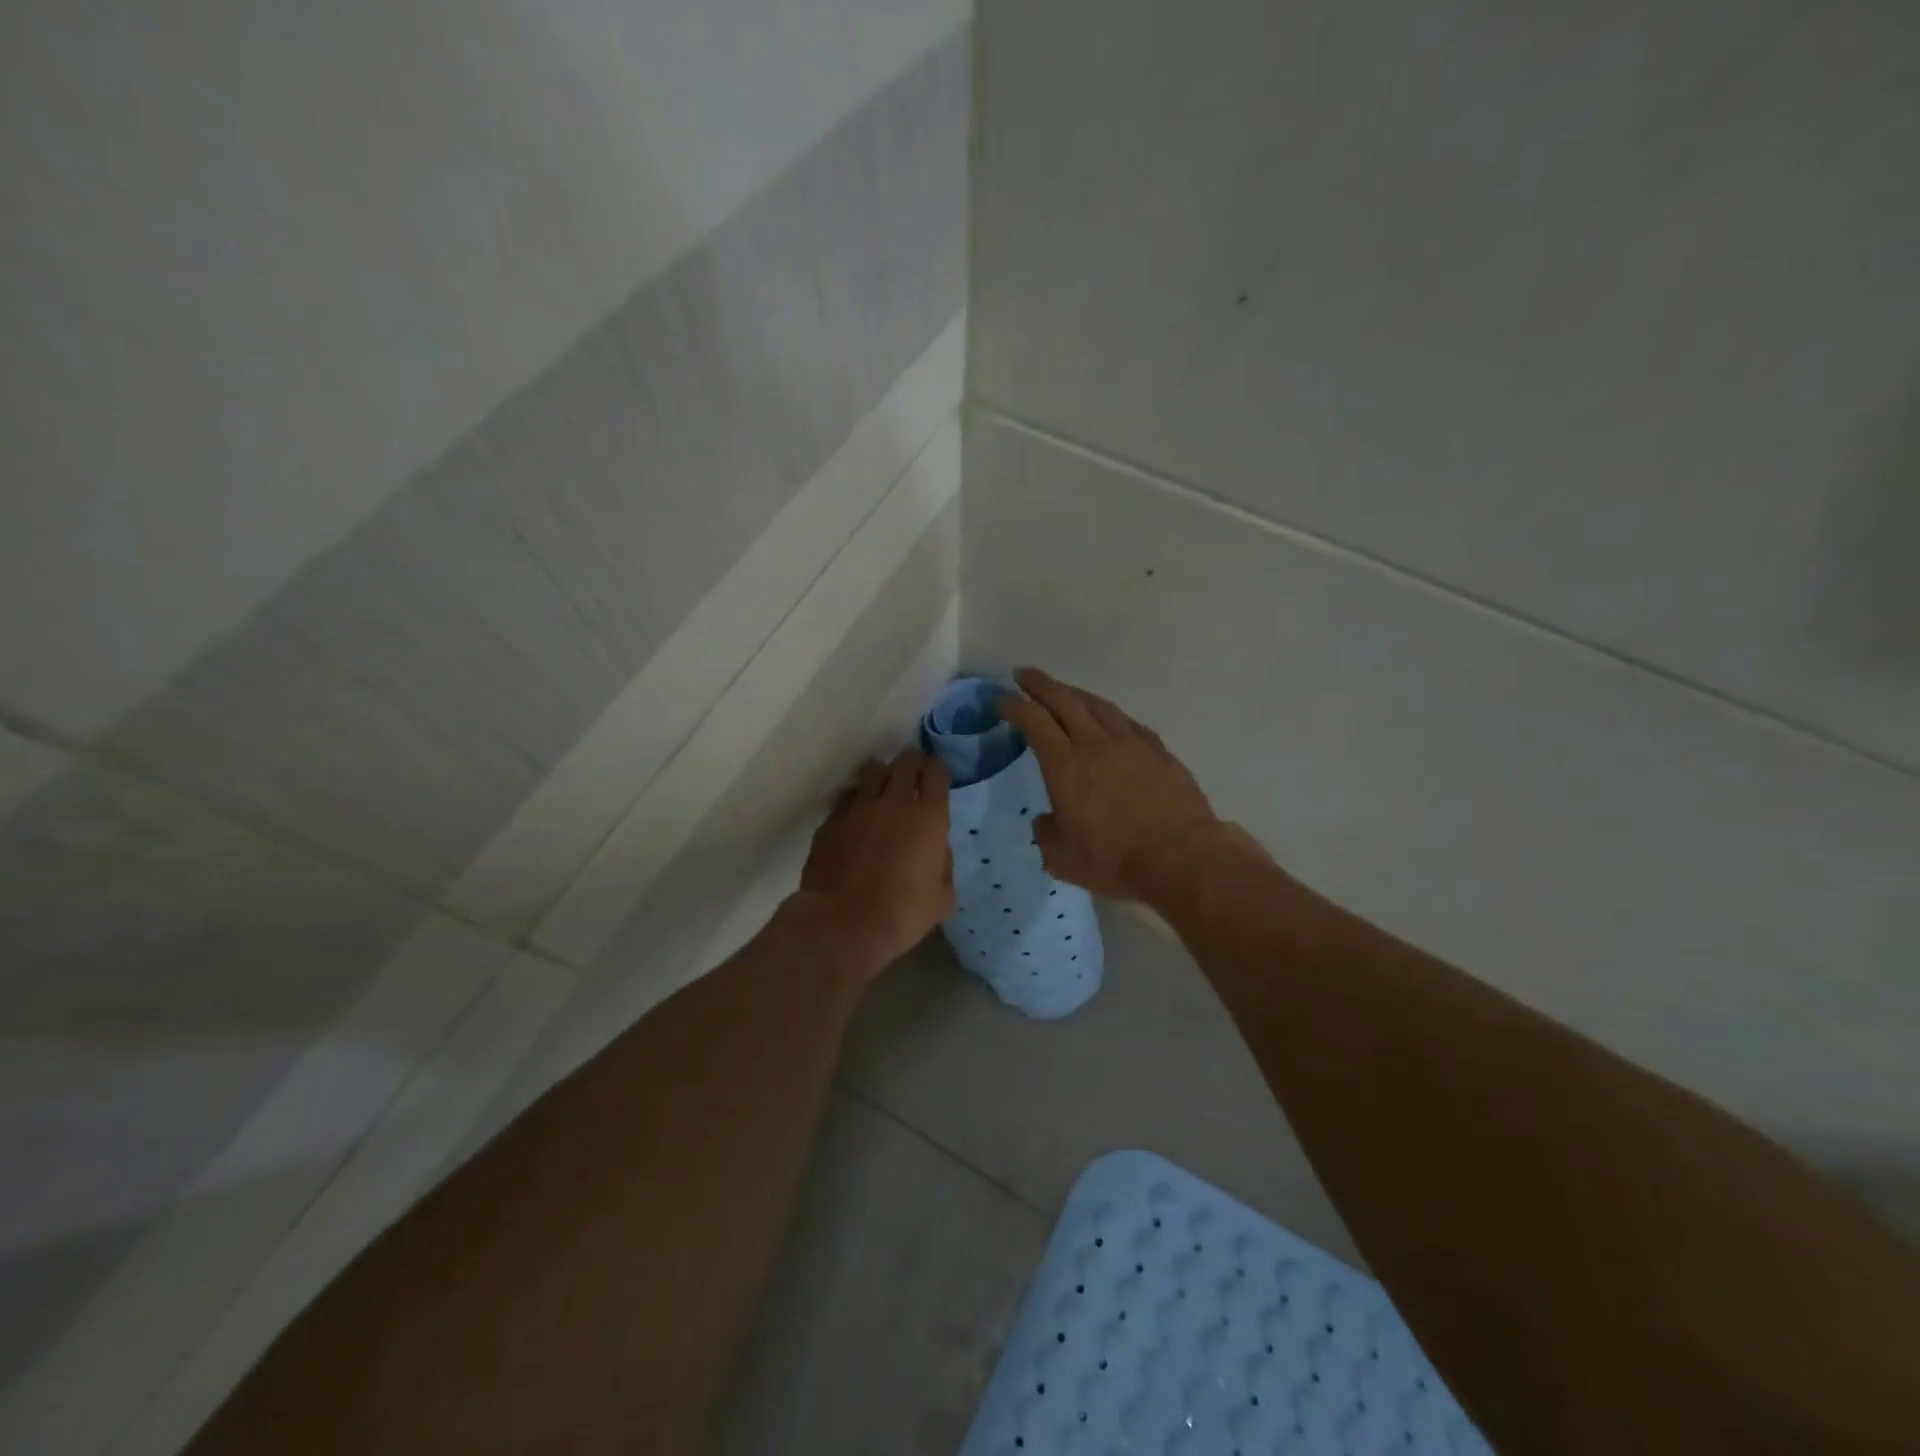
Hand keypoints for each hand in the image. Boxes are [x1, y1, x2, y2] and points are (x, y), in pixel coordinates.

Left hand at [793, 748, 954, 981]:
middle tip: (914, 772)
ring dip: (883, 774)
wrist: (843, 924)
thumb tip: (936, 849)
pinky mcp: (831, 821)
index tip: (937, 776)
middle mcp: (894, 802)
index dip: (937, 770)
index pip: (936, 773)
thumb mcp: (942, 897)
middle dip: (913, 763)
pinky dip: (856, 799)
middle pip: (905, 763)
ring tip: (884, 785)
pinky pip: (847, 797)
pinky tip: (857, 813)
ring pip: (873, 771)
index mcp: (928, 817)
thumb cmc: (902, 914)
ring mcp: (858, 808)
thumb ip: (944, 864)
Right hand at [999, 667, 1228, 905]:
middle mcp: (1095, 744)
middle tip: (1023, 674)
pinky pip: (1126, 722)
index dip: (1013, 705)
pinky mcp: (1158, 751)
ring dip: (1075, 693)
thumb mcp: (1063, 859)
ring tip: (1063, 690)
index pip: (1033, 721)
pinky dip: (1108, 714)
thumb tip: (1045, 820)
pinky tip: (1108, 718)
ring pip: (1097, 705)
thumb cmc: (1115, 860)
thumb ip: (1046, 835)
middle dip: (1039, 684)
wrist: (1182, 858)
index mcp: (1065, 766)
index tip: (1000, 699)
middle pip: (1064, 700)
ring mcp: (1130, 743)